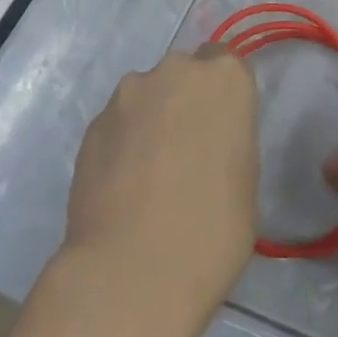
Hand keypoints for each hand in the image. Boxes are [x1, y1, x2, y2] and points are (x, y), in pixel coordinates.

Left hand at [65, 46, 258, 330]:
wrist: (133, 272)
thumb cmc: (214, 228)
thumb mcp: (246, 177)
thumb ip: (228, 139)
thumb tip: (207, 143)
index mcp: (225, 79)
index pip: (227, 64)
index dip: (224, 97)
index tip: (223, 130)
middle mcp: (174, 71)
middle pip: (183, 75)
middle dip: (185, 102)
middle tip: (188, 152)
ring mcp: (127, 96)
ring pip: (146, 98)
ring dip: (151, 122)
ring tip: (150, 176)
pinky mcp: (91, 126)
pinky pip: (117, 126)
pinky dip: (122, 145)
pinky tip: (124, 188)